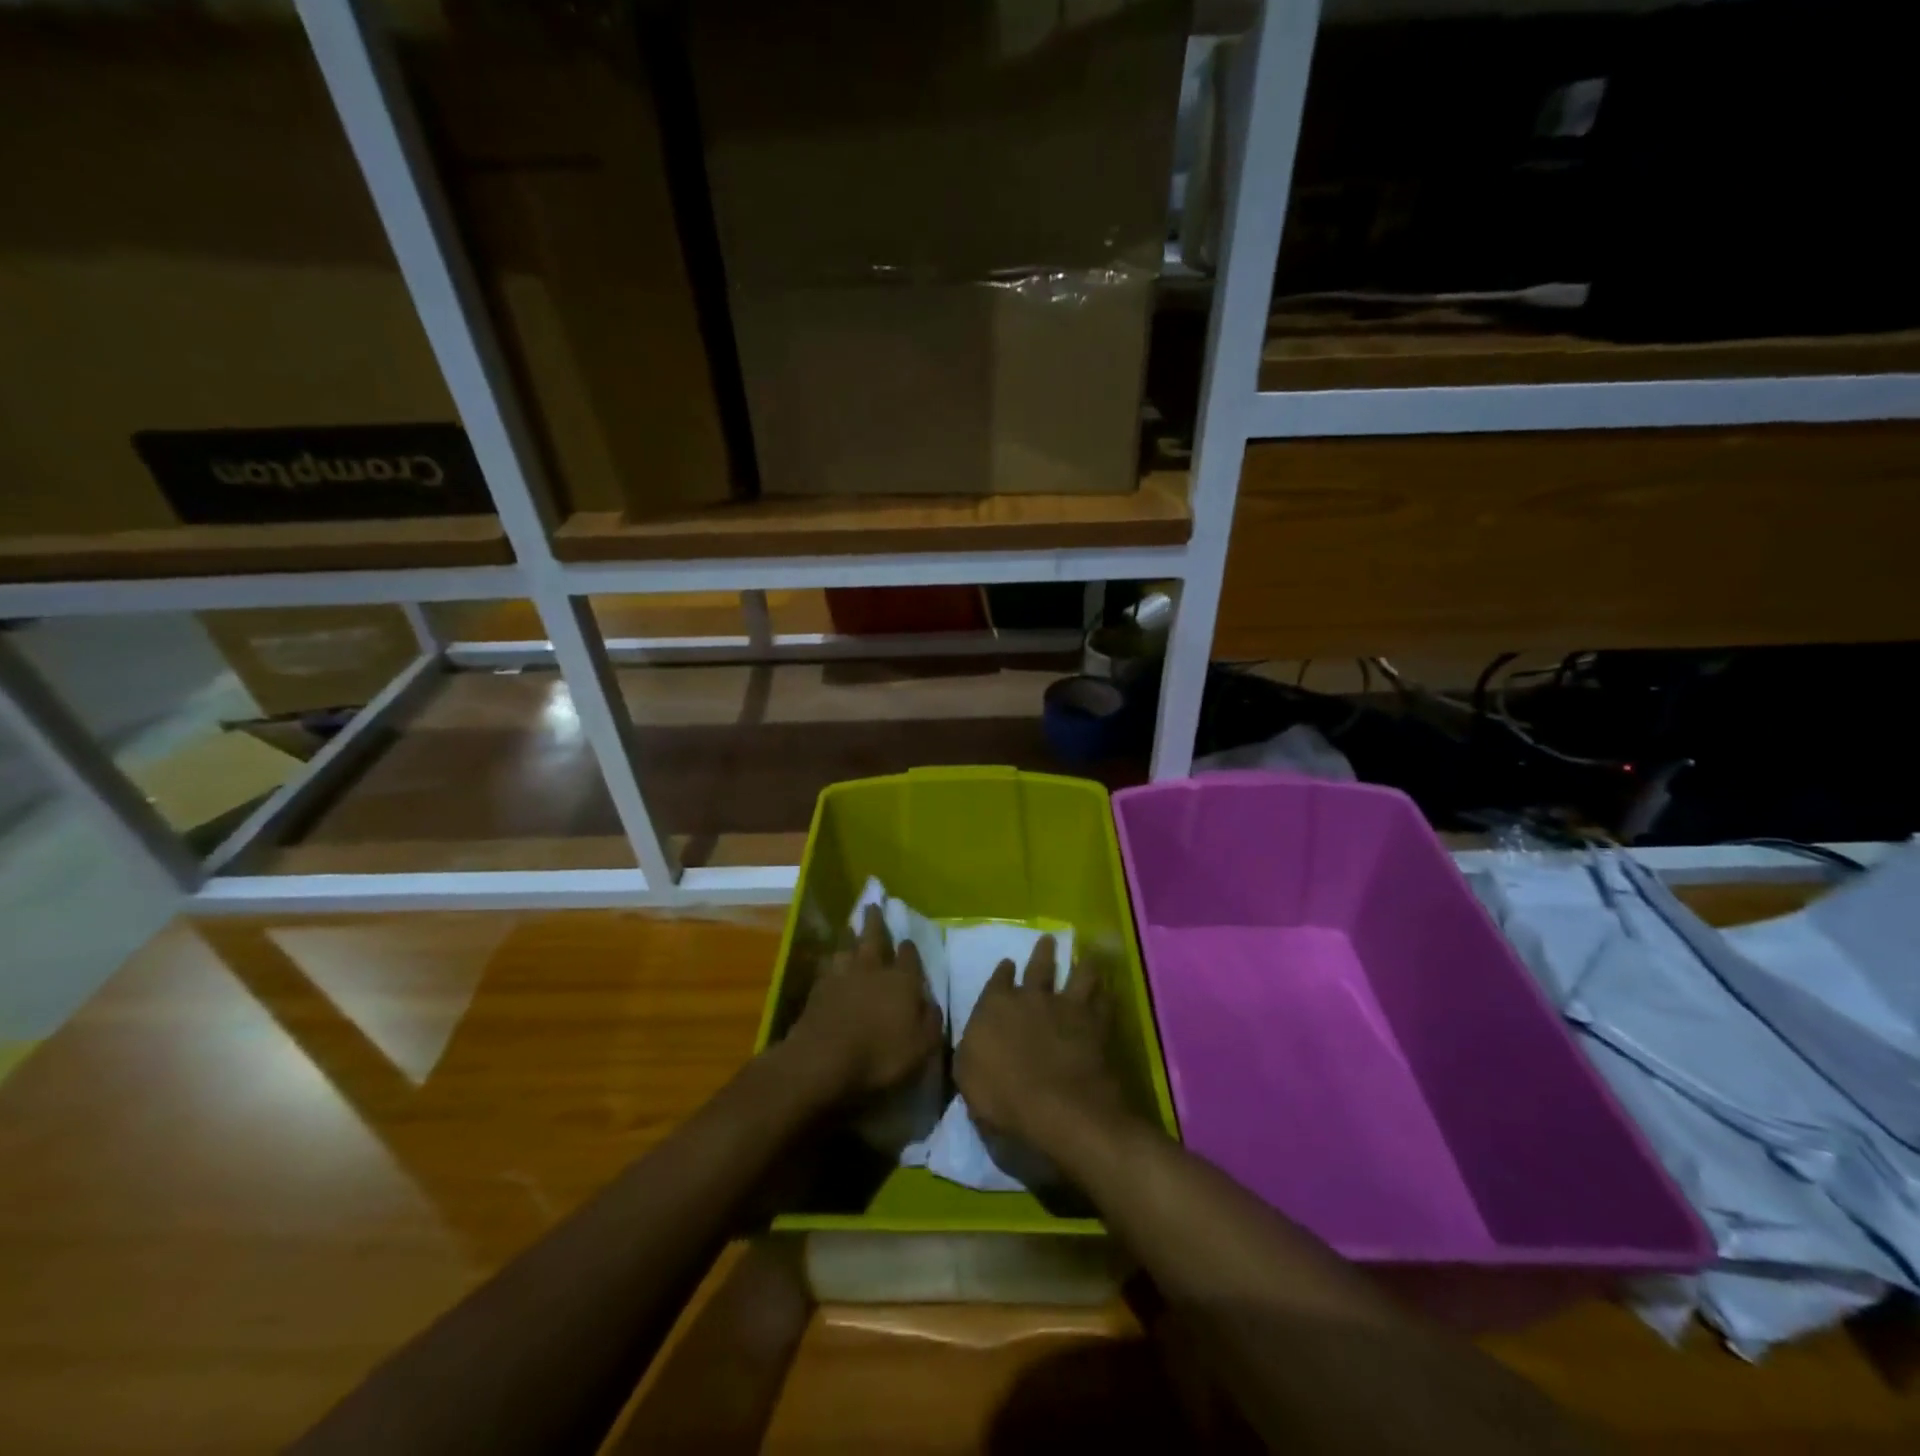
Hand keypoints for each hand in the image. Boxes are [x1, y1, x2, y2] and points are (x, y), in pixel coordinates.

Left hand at [786, 905, 940, 1103]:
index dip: (909, 948)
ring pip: (847, 947)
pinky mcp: (818, 988)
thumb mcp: (920, 1047)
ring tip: (848, 927)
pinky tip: (828, 960)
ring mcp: (843, 975)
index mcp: (902, 981)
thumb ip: (930, 1022)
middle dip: (875, 922)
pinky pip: (826, 966)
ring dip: (849, 936)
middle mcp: (873, 970)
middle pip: (874, 938)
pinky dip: (829, 960)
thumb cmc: (880, 1055)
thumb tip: (932, 1002)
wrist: (824, 1058)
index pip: (909, 957)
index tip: (907, 941)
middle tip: (872, 906)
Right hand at [954, 936, 1131, 1157]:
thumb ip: (971, 1051)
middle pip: (1040, 968)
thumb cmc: (1002, 1097)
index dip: (1003, 972)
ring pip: (1078, 975)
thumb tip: (973, 1042)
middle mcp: (1032, 998)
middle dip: (1043, 952)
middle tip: (1049, 939)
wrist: (1058, 1107)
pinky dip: (1107, 995)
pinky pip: (1104, 1003)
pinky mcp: (1096, 1025)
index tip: (1008, 962)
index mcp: (996, 1006)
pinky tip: (1110, 990)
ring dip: (1083, 964)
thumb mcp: (968, 1078)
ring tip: (1088, 955)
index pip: (998, 981)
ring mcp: (1067, 1008)